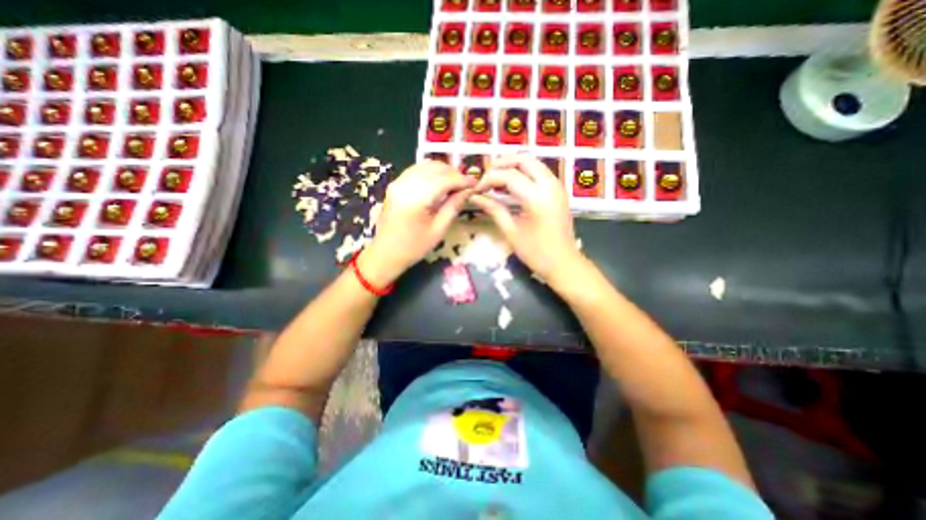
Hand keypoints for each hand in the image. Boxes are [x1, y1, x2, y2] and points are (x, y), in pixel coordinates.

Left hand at [361, 160, 477, 286]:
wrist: (386, 253)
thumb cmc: (414, 246)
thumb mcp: (438, 230)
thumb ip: (453, 206)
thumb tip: (468, 190)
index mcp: (416, 198)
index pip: (444, 180)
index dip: (462, 180)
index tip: (475, 184)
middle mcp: (405, 184)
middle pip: (435, 168)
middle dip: (453, 173)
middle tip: (466, 186)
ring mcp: (398, 182)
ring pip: (425, 165)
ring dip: (443, 171)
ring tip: (454, 184)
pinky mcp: (395, 184)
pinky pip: (416, 170)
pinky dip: (431, 172)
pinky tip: (439, 183)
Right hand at [472, 155, 579, 284]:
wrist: (564, 263)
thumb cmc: (536, 253)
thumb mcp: (511, 232)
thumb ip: (493, 209)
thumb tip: (475, 197)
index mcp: (537, 198)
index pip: (509, 176)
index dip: (489, 179)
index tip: (477, 189)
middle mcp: (550, 186)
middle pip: (524, 160)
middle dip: (502, 163)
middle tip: (486, 175)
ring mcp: (557, 186)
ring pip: (534, 162)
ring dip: (514, 165)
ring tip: (496, 177)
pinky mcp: (559, 191)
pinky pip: (540, 171)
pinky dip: (524, 171)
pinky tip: (512, 183)